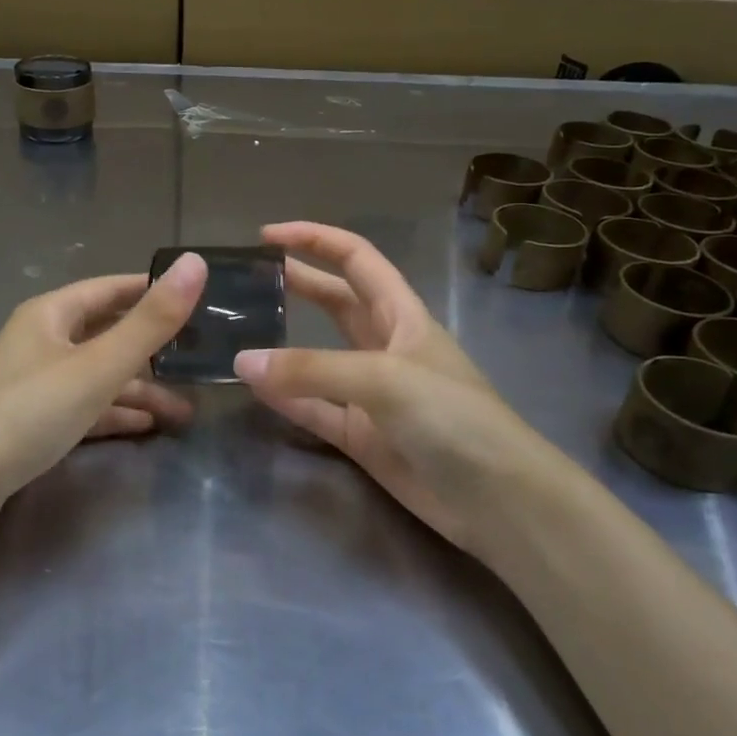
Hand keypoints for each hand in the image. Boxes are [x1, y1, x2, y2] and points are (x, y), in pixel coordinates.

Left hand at [0, 254, 207, 499]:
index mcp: (51, 314)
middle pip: (106, 334)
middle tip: (199, 360)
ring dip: (138, 389)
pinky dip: (113, 411)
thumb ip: (151, 321)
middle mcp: (41, 340)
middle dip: (153, 350)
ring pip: (97, 375)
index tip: (197, 299)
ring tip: (184, 410)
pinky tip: (146, 426)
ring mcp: (34, 381)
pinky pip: (82, 405)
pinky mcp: (32, 419)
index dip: (151, 291)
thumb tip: (196, 262)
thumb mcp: (98, 366)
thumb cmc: (31, 412)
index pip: (110, 288)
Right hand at [234, 223, 579, 553]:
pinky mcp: (361, 436)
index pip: (356, 259)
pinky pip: (314, 408)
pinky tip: (254, 388)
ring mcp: (371, 394)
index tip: (268, 235)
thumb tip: (243, 361)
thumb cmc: (454, 418)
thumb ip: (313, 370)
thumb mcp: (386, 379)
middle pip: (335, 303)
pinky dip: (286, 398)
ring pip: (318, 358)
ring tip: (239, 331)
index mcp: (403, 315)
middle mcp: (385, 347)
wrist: (498, 500)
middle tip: (246, 279)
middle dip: (297, 284)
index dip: (315, 240)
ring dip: (284, 345)